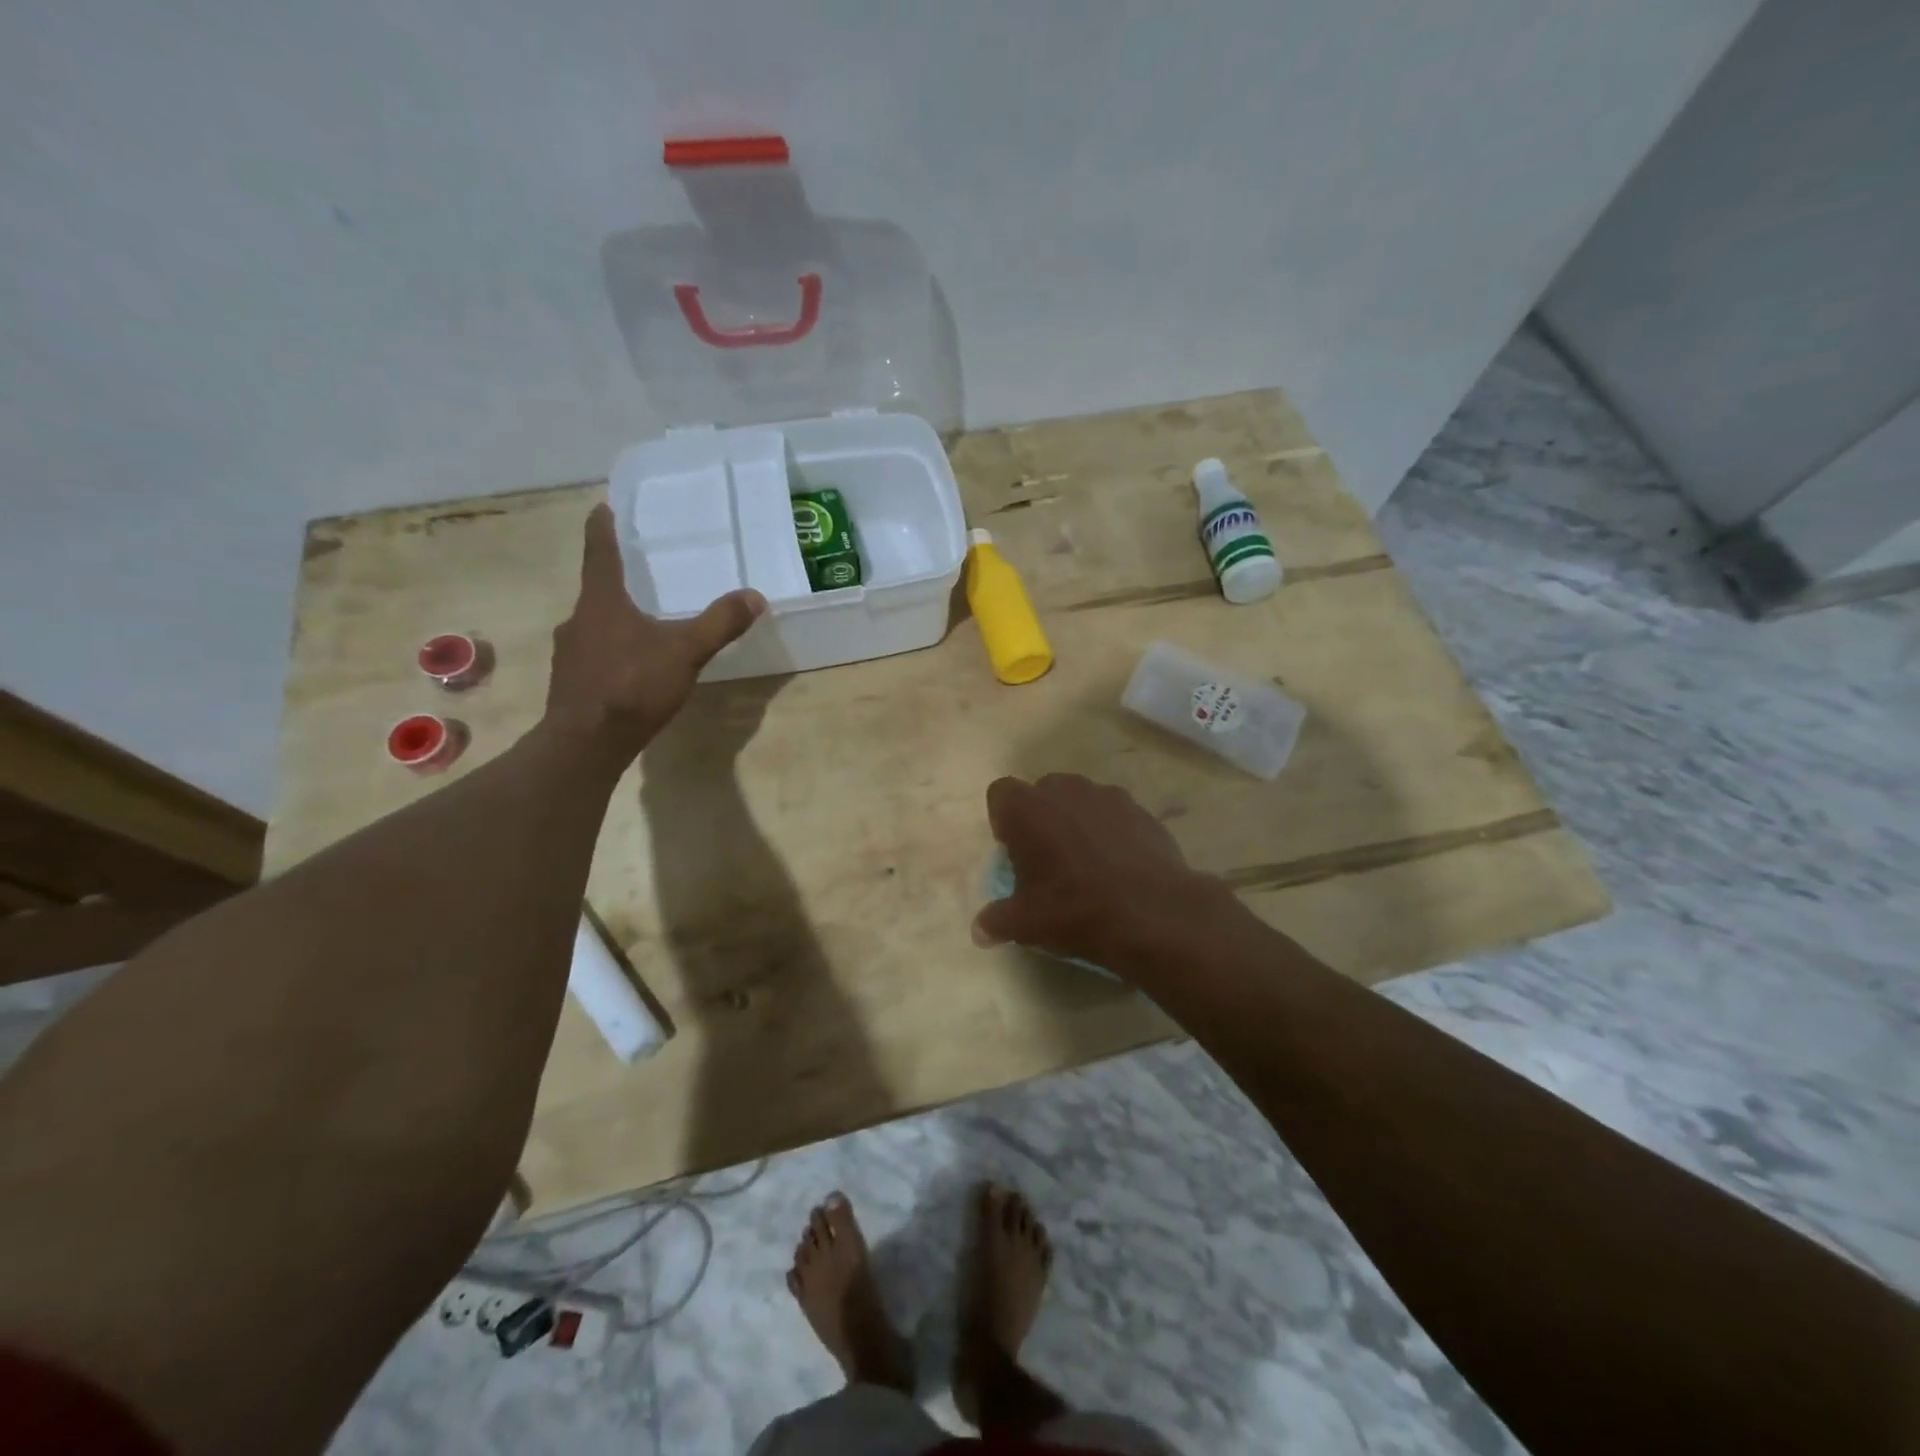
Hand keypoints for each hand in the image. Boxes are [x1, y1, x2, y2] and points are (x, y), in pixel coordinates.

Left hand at [545, 504, 766, 762]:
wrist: (586, 743)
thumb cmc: (633, 686)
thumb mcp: (685, 652)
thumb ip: (719, 624)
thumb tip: (754, 596)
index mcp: (602, 603)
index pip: (600, 554)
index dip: (602, 529)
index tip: (601, 508)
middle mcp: (578, 621)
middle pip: (597, 592)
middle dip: (616, 583)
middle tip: (637, 576)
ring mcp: (570, 654)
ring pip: (595, 626)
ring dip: (614, 621)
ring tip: (640, 626)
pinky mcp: (571, 684)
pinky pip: (594, 656)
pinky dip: (612, 653)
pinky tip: (631, 670)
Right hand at [973, 773, 1228, 969]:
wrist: (1152, 914)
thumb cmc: (1074, 909)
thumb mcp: (1025, 923)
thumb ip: (996, 921)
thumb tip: (980, 930)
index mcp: (1028, 808)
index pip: (1001, 793)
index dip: (1004, 820)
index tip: (1014, 852)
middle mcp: (1065, 790)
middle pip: (1043, 793)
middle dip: (1042, 818)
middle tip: (1048, 859)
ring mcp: (1108, 797)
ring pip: (1082, 802)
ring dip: (1078, 823)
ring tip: (1088, 864)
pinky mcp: (1142, 812)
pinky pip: (1116, 817)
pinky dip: (1113, 834)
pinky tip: (1120, 868)